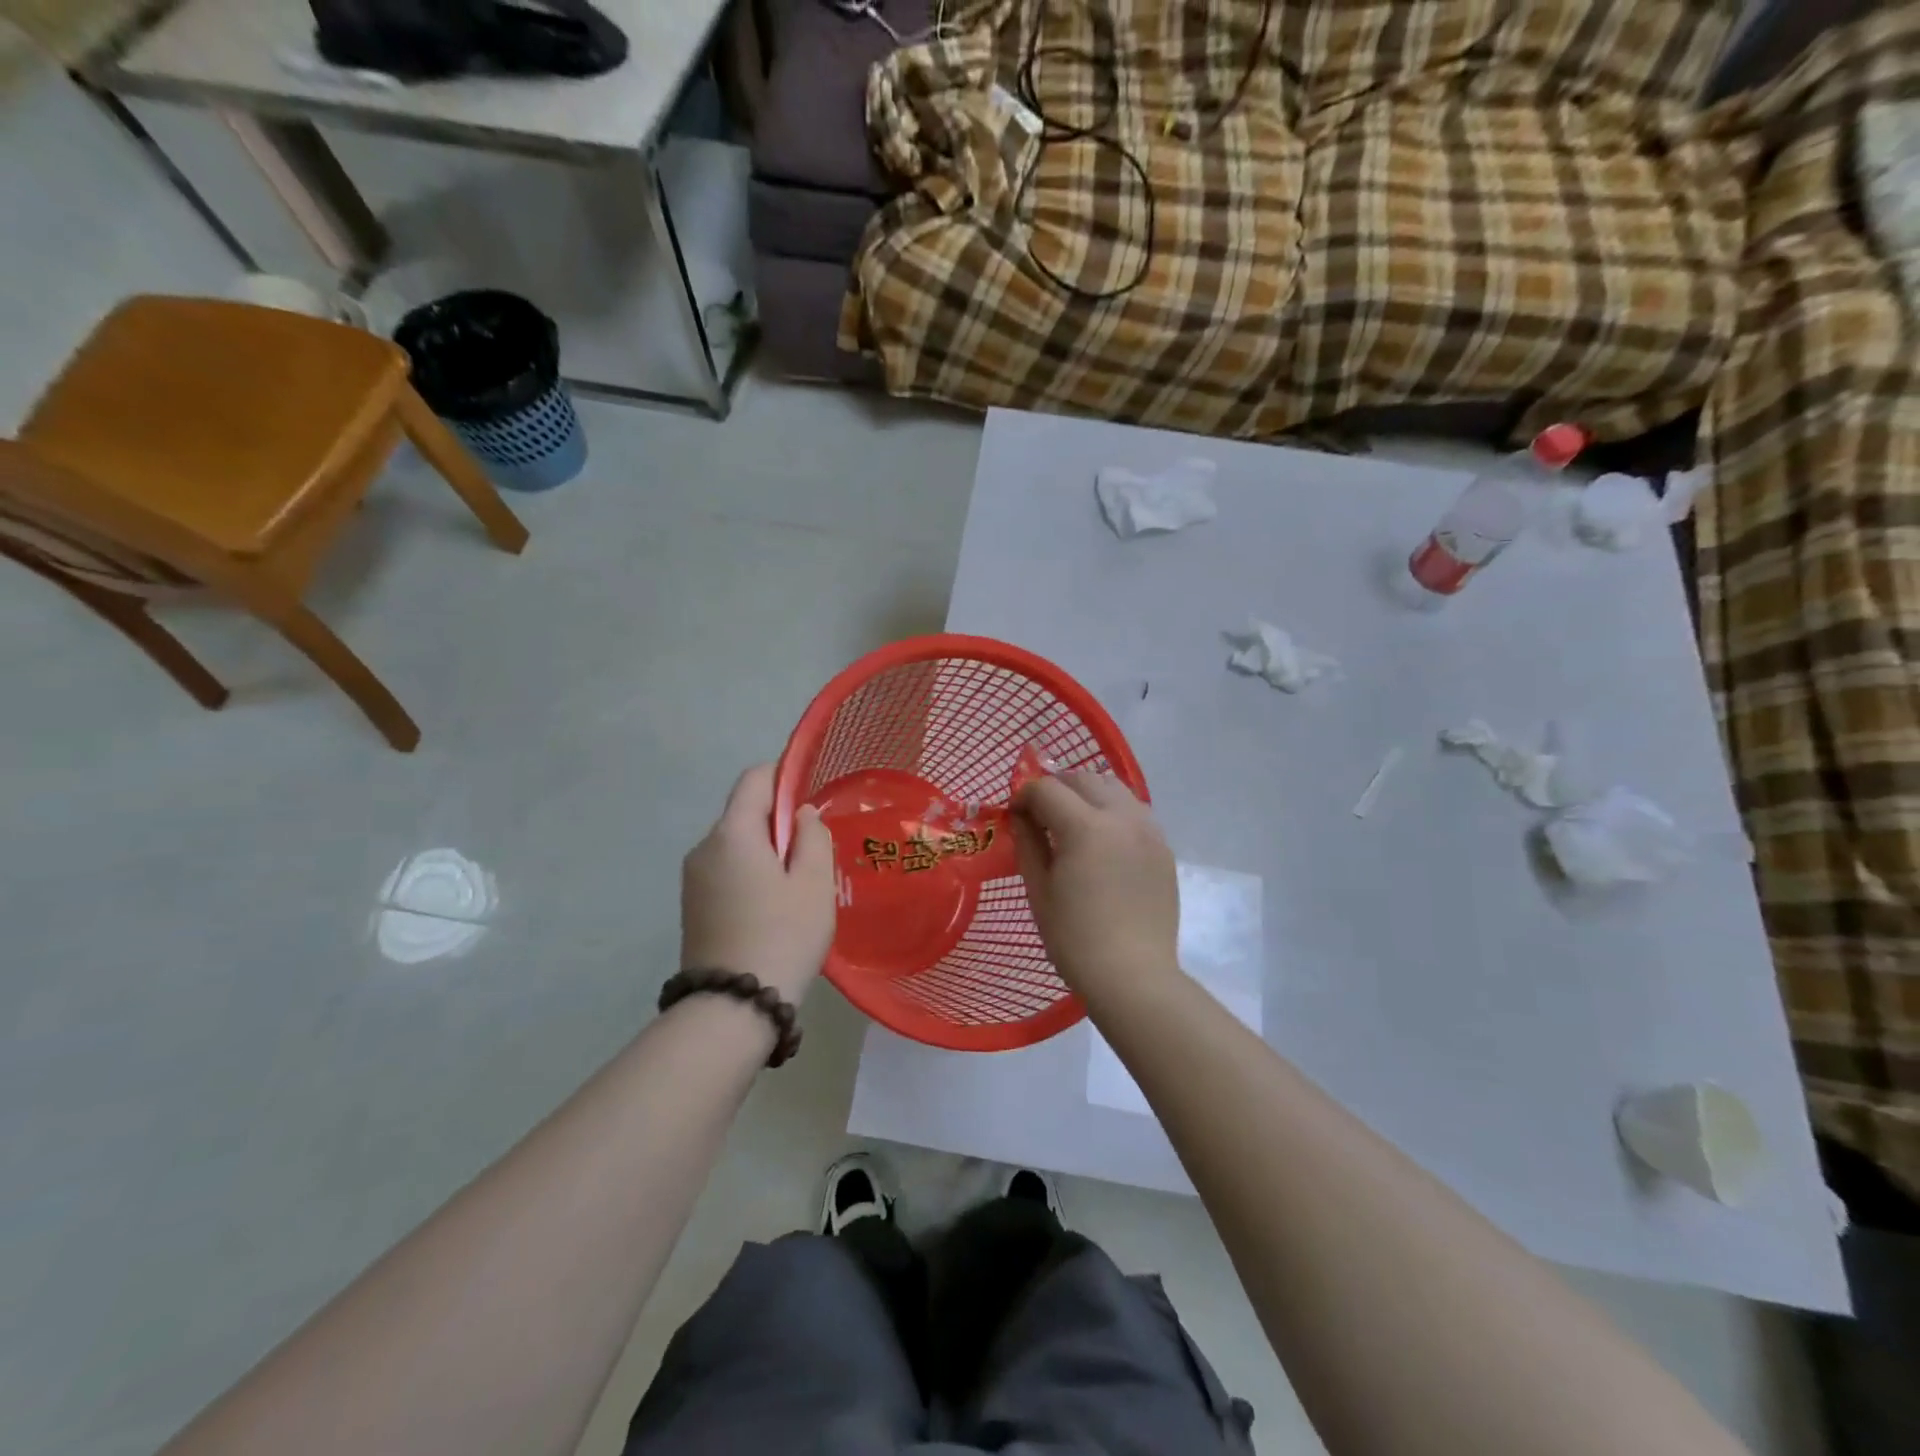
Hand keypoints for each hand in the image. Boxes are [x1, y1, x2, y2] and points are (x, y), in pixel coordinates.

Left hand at [681, 764, 835, 1001]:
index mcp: (732, 833)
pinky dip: (751, 874)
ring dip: (766, 851)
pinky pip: (726, 872)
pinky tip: (773, 909)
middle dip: (778, 821)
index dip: (784, 775)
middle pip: (744, 813)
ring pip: (736, 845)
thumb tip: (800, 814)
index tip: (811, 793)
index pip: (754, 779)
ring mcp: (693, 880)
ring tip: (797, 888)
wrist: (733, 1008)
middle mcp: (704, 848)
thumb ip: (812, 836)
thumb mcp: (814, 882)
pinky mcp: (692, 907)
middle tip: (814, 853)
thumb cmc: (783, 935)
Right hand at [1012, 772, 1179, 1001]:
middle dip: (1056, 788)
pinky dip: (1113, 811)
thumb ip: (1028, 843)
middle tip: (1040, 814)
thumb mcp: (1039, 890)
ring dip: (1087, 794)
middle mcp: (1122, 817)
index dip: (1024, 795)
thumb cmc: (1074, 939)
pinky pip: (1135, 811)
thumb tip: (1021, 816)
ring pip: (1114, 788)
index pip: (1047, 789)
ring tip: (1073, 821)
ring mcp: (1148, 830)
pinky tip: (1103, 839)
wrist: (1133, 976)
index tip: (1014, 815)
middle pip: (1083, 779)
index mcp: (1086, 827)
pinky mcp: (1163, 848)